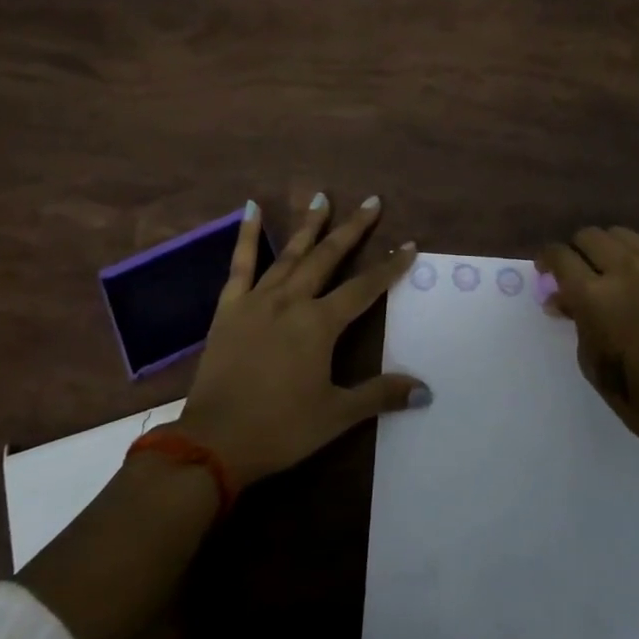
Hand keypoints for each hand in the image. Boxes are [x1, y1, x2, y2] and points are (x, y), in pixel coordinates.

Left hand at [177, 194, 430, 488]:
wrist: (214, 442)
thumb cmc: (280, 429)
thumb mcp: (336, 414)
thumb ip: (380, 395)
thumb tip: (425, 390)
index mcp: (320, 324)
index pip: (364, 288)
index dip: (389, 267)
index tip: (409, 245)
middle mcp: (292, 300)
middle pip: (328, 257)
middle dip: (353, 229)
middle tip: (371, 202)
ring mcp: (258, 300)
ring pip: (290, 254)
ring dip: (309, 225)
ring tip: (322, 197)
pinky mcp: (230, 307)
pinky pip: (240, 264)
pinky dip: (247, 235)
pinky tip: (251, 208)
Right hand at [536, 226, 638, 464]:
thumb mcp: (592, 362)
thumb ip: (576, 321)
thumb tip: (563, 300)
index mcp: (594, 297)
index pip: (560, 256)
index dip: (546, 259)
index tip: (544, 270)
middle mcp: (623, 271)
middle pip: (588, 236)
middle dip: (575, 251)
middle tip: (574, 273)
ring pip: (618, 235)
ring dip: (604, 248)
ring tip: (605, 272)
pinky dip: (631, 257)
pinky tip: (634, 283)